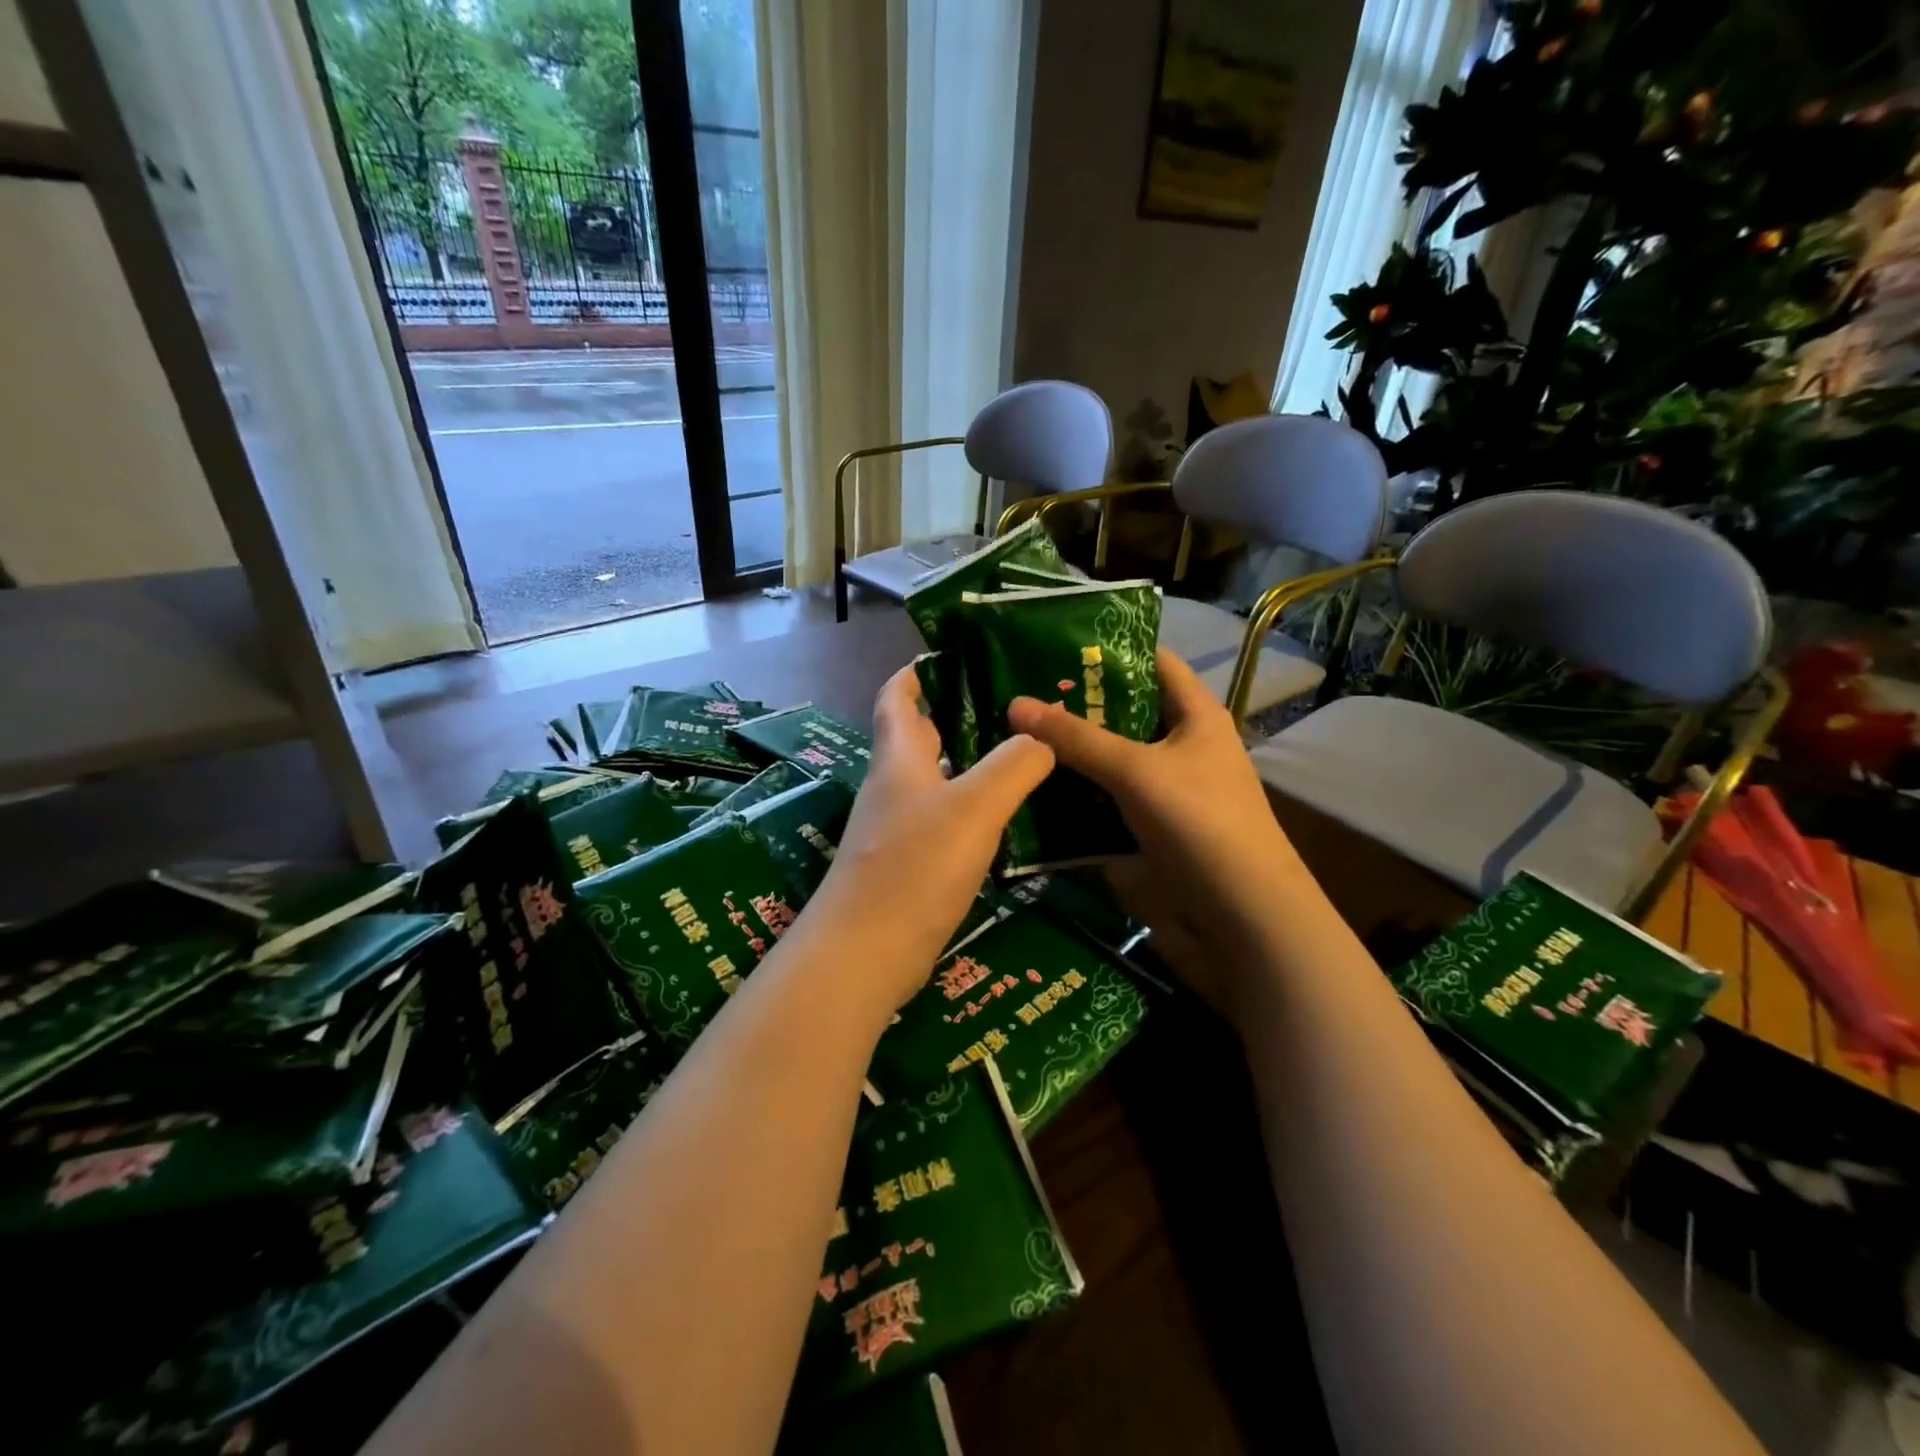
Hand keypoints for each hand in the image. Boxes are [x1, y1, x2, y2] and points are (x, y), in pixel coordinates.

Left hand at [804, 664, 1054, 1011]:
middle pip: (921, 737)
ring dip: (972, 765)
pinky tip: (1008, 818)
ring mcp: (899, 829)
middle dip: (958, 715)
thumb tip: (1042, 738)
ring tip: (1025, 756)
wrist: (866, 954)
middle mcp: (894, 787)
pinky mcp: (910, 866)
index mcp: (899, 758)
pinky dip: (974, 809)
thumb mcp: (974, 807)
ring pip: (938, 781)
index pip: (897, 697)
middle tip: (1014, 705)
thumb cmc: (915, 866)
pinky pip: (946, 822)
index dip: (918, 672)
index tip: (954, 654)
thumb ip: (1013, 766)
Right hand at [1007, 648, 1312, 1017]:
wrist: (1242, 917)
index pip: (1154, 662)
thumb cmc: (1200, 823)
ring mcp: (1167, 790)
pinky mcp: (1151, 828)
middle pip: (1125, 713)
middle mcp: (1182, 746)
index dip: (1110, 650)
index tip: (1053, 646)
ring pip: (1111, 760)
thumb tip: (1015, 704)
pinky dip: (1076, 794)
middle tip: (1018, 694)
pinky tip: (1035, 789)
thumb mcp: (1136, 771)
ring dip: (1071, 754)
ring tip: (1014, 738)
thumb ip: (1076, 738)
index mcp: (1196, 715)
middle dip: (1077, 706)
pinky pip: (1106, 800)